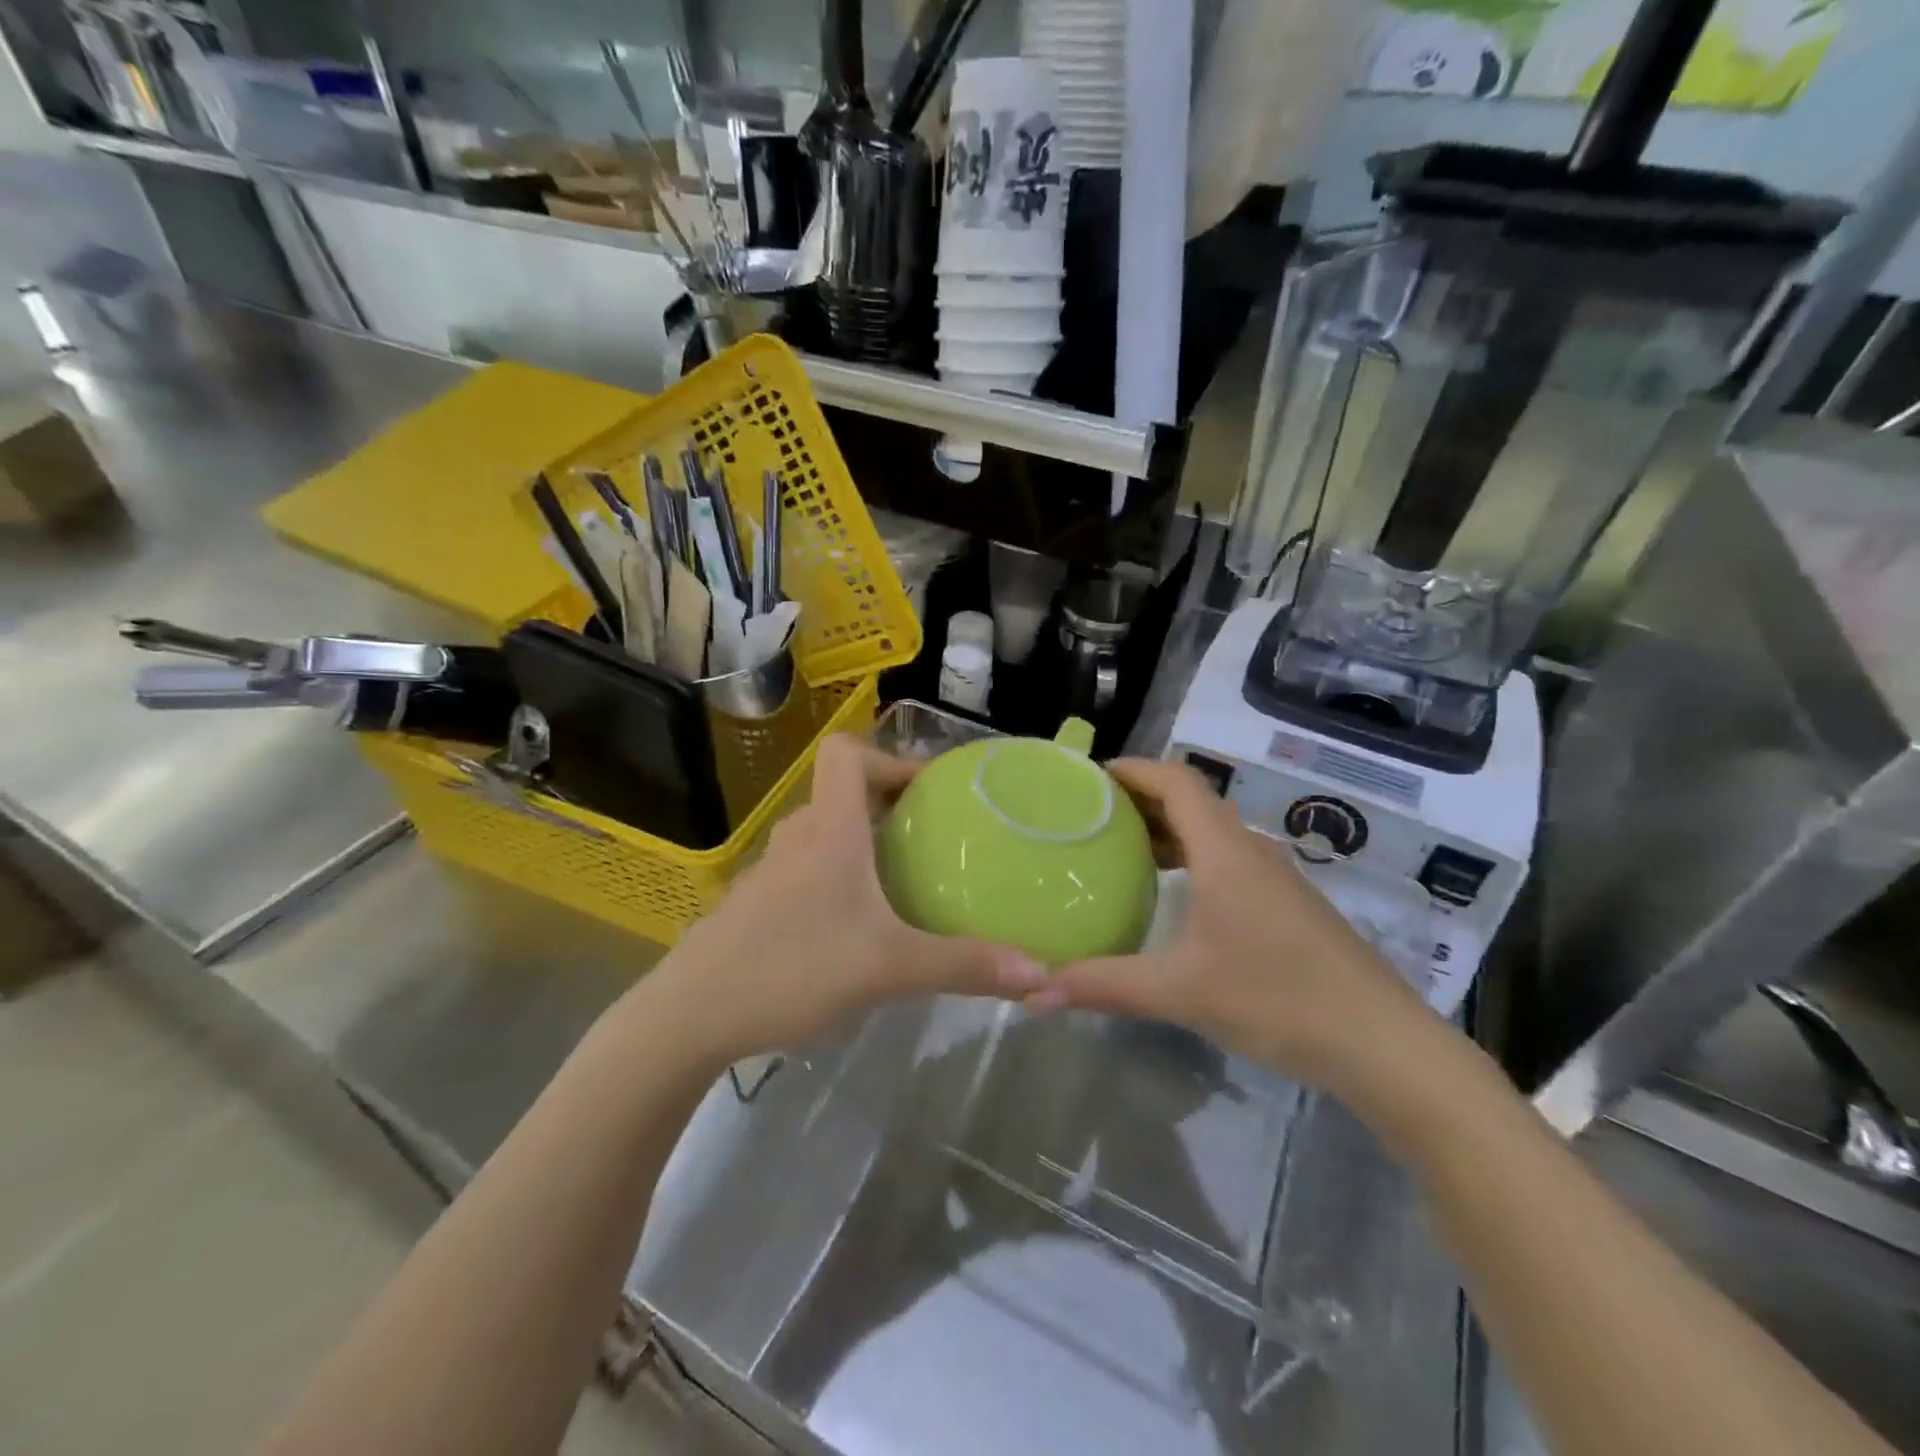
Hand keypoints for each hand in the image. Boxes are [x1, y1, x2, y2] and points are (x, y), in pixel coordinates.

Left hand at [641, 734, 1050, 1067]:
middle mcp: (796, 839)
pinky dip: (832, 878)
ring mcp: (768, 872)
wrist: (691, 1016)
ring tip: (898, 881)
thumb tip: (1039, 971)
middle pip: (840, 794)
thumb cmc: (792, 969)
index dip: (888, 758)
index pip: (846, 754)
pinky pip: (802, 871)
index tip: (928, 793)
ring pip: (821, 835)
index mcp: (829, 831)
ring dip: (858, 843)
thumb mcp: (888, 967)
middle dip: (885, 806)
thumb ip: (963, 965)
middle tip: (929, 839)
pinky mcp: (753, 906)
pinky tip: (850, 927)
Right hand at [1035, 759, 1428, 1096]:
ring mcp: (1275, 877)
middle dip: (1140, 799)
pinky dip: (1190, 858)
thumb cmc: (1278, 998)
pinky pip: (1227, 859)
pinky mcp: (1287, 905)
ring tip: (1119, 850)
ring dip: (1167, 830)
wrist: (1382, 1043)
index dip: (1133, 769)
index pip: (1177, 781)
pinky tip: (1171, 895)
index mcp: (1225, 851)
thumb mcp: (1181, 992)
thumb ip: (1104, 985)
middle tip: (1090, 816)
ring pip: (1212, 832)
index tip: (1089, 778)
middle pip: (1192, 801)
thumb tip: (1035, 990)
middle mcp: (1250, 850)